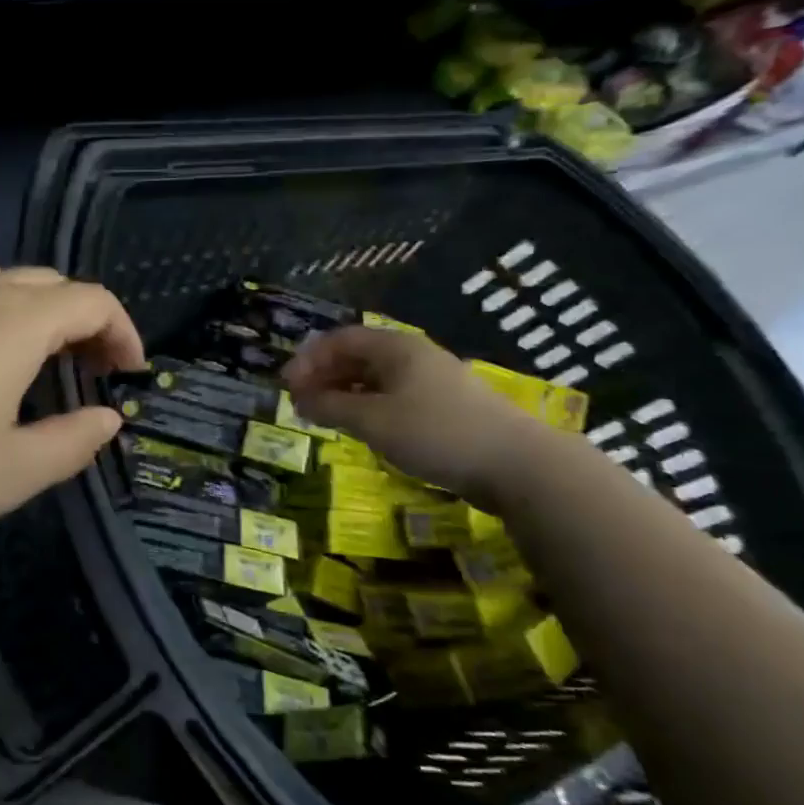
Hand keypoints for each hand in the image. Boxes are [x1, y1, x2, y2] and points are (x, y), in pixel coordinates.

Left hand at [0, 266, 145, 562]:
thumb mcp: (10, 472)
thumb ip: (72, 442)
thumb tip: (108, 418)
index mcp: (15, 321)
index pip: (90, 299)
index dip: (122, 330)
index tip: (130, 373)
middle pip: (47, 283)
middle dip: (82, 319)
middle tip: (91, 371)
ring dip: (34, 314)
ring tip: (37, 364)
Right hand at [282, 326, 543, 499]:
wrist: (517, 465)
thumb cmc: (436, 433)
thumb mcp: (372, 420)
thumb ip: (330, 406)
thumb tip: (299, 399)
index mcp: (396, 348)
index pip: (340, 339)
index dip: (308, 358)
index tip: (286, 386)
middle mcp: (414, 356)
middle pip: (358, 356)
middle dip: (324, 375)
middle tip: (300, 403)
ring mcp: (433, 381)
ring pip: (376, 378)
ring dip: (345, 393)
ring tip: (325, 416)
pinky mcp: (445, 408)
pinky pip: (394, 396)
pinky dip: (368, 406)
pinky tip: (362, 427)